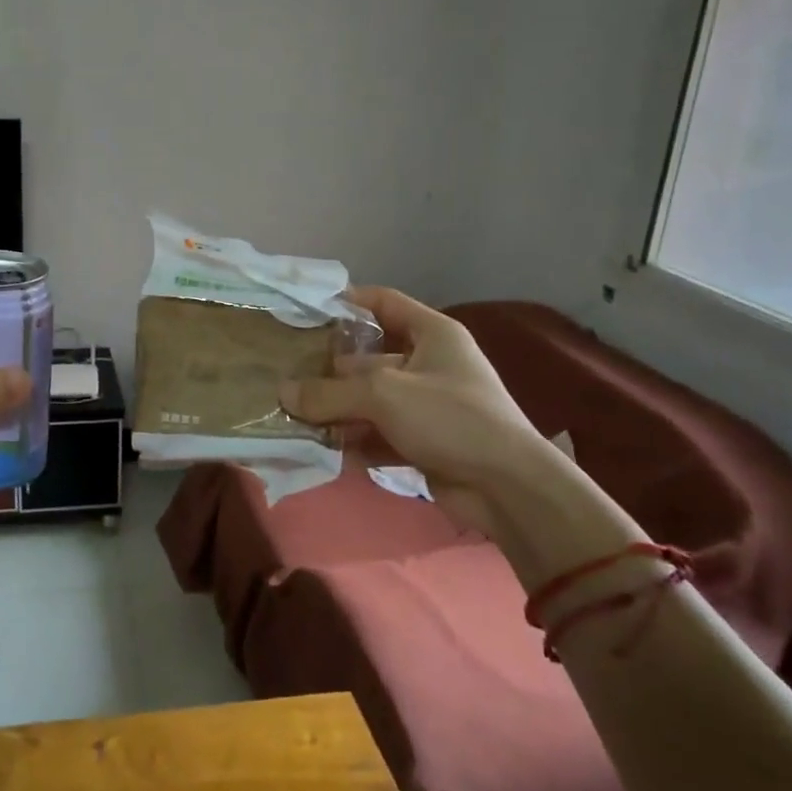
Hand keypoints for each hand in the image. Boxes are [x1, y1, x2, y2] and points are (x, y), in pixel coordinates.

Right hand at [278, 287, 556, 528]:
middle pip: (369, 357)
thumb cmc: (449, 418)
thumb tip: (283, 393)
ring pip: (371, 399)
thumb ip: (329, 393)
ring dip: (339, 410)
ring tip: (298, 416)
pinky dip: (356, 439)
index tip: (308, 311)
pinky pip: (380, 432)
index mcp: (432, 334)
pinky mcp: (424, 441)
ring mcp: (427, 405)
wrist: (508, 488)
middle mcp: (430, 363)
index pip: (384, 302)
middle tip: (288, 376)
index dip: (348, 302)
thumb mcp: (382, 395)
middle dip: (331, 370)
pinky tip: (326, 449)